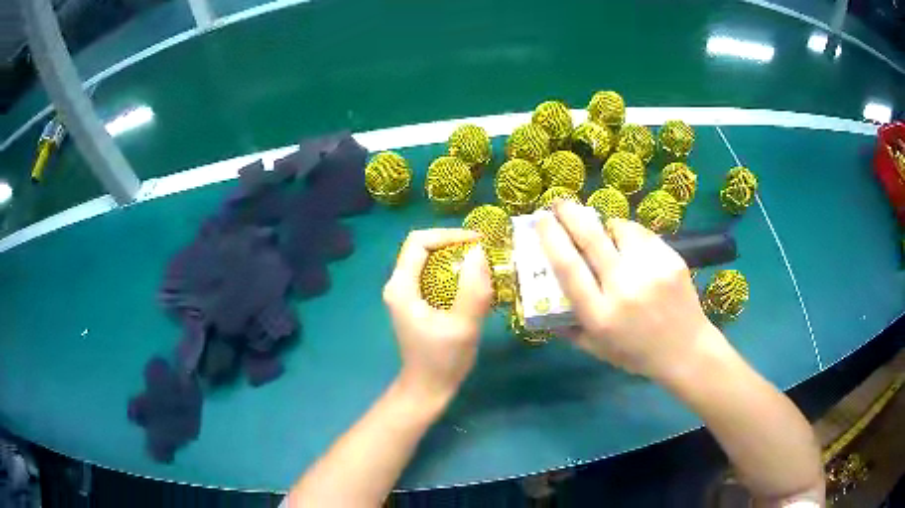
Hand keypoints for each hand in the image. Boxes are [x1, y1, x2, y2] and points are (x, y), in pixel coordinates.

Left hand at [383, 229, 493, 402]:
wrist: (428, 389)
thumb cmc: (443, 361)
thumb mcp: (462, 326)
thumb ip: (472, 289)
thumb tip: (479, 251)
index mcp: (401, 287)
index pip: (419, 241)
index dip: (449, 235)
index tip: (478, 243)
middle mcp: (398, 285)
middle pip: (423, 248)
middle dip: (454, 245)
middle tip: (485, 254)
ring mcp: (405, 294)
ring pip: (429, 261)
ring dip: (456, 259)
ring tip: (484, 266)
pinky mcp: (415, 302)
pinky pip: (434, 276)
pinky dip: (454, 273)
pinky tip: (473, 284)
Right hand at [537, 200, 724, 380]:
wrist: (686, 349)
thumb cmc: (637, 353)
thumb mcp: (596, 349)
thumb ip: (568, 328)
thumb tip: (541, 304)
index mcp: (600, 314)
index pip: (568, 267)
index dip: (551, 238)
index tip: (541, 220)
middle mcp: (624, 288)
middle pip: (591, 238)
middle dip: (569, 213)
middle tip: (558, 202)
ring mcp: (651, 270)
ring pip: (619, 228)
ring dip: (604, 224)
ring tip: (603, 231)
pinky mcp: (671, 259)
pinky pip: (642, 234)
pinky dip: (629, 234)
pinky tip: (629, 244)